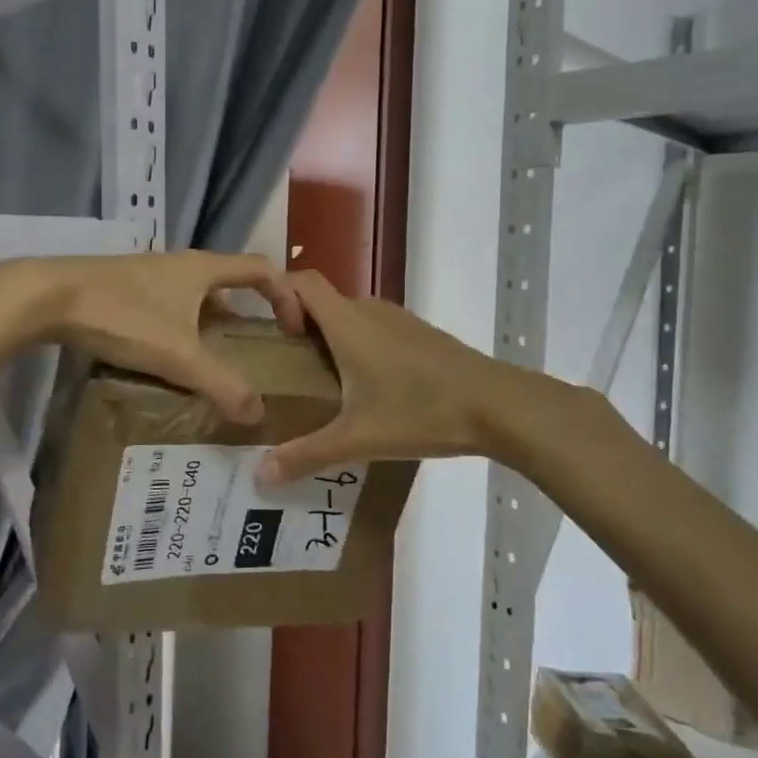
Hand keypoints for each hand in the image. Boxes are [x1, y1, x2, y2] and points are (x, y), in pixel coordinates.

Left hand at [0, 251, 303, 423]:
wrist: (48, 296)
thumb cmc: (123, 316)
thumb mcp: (179, 355)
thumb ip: (222, 384)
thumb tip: (257, 413)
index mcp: (203, 269)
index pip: (262, 269)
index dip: (286, 296)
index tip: (293, 328)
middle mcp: (180, 264)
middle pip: (228, 283)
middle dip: (247, 314)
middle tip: (254, 352)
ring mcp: (148, 274)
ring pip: (194, 296)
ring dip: (211, 324)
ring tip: (213, 362)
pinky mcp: (122, 287)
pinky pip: (167, 305)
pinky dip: (180, 327)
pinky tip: (165, 358)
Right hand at [260, 270, 517, 480]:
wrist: (498, 406)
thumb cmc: (421, 412)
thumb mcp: (358, 439)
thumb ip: (306, 454)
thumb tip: (260, 475)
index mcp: (348, 323)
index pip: (302, 281)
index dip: (279, 296)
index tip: (274, 335)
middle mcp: (370, 311)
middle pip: (323, 301)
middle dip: (299, 326)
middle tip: (286, 368)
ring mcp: (399, 320)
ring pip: (350, 315)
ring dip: (330, 337)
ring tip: (321, 381)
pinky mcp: (420, 335)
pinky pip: (374, 328)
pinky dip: (358, 345)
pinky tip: (367, 388)